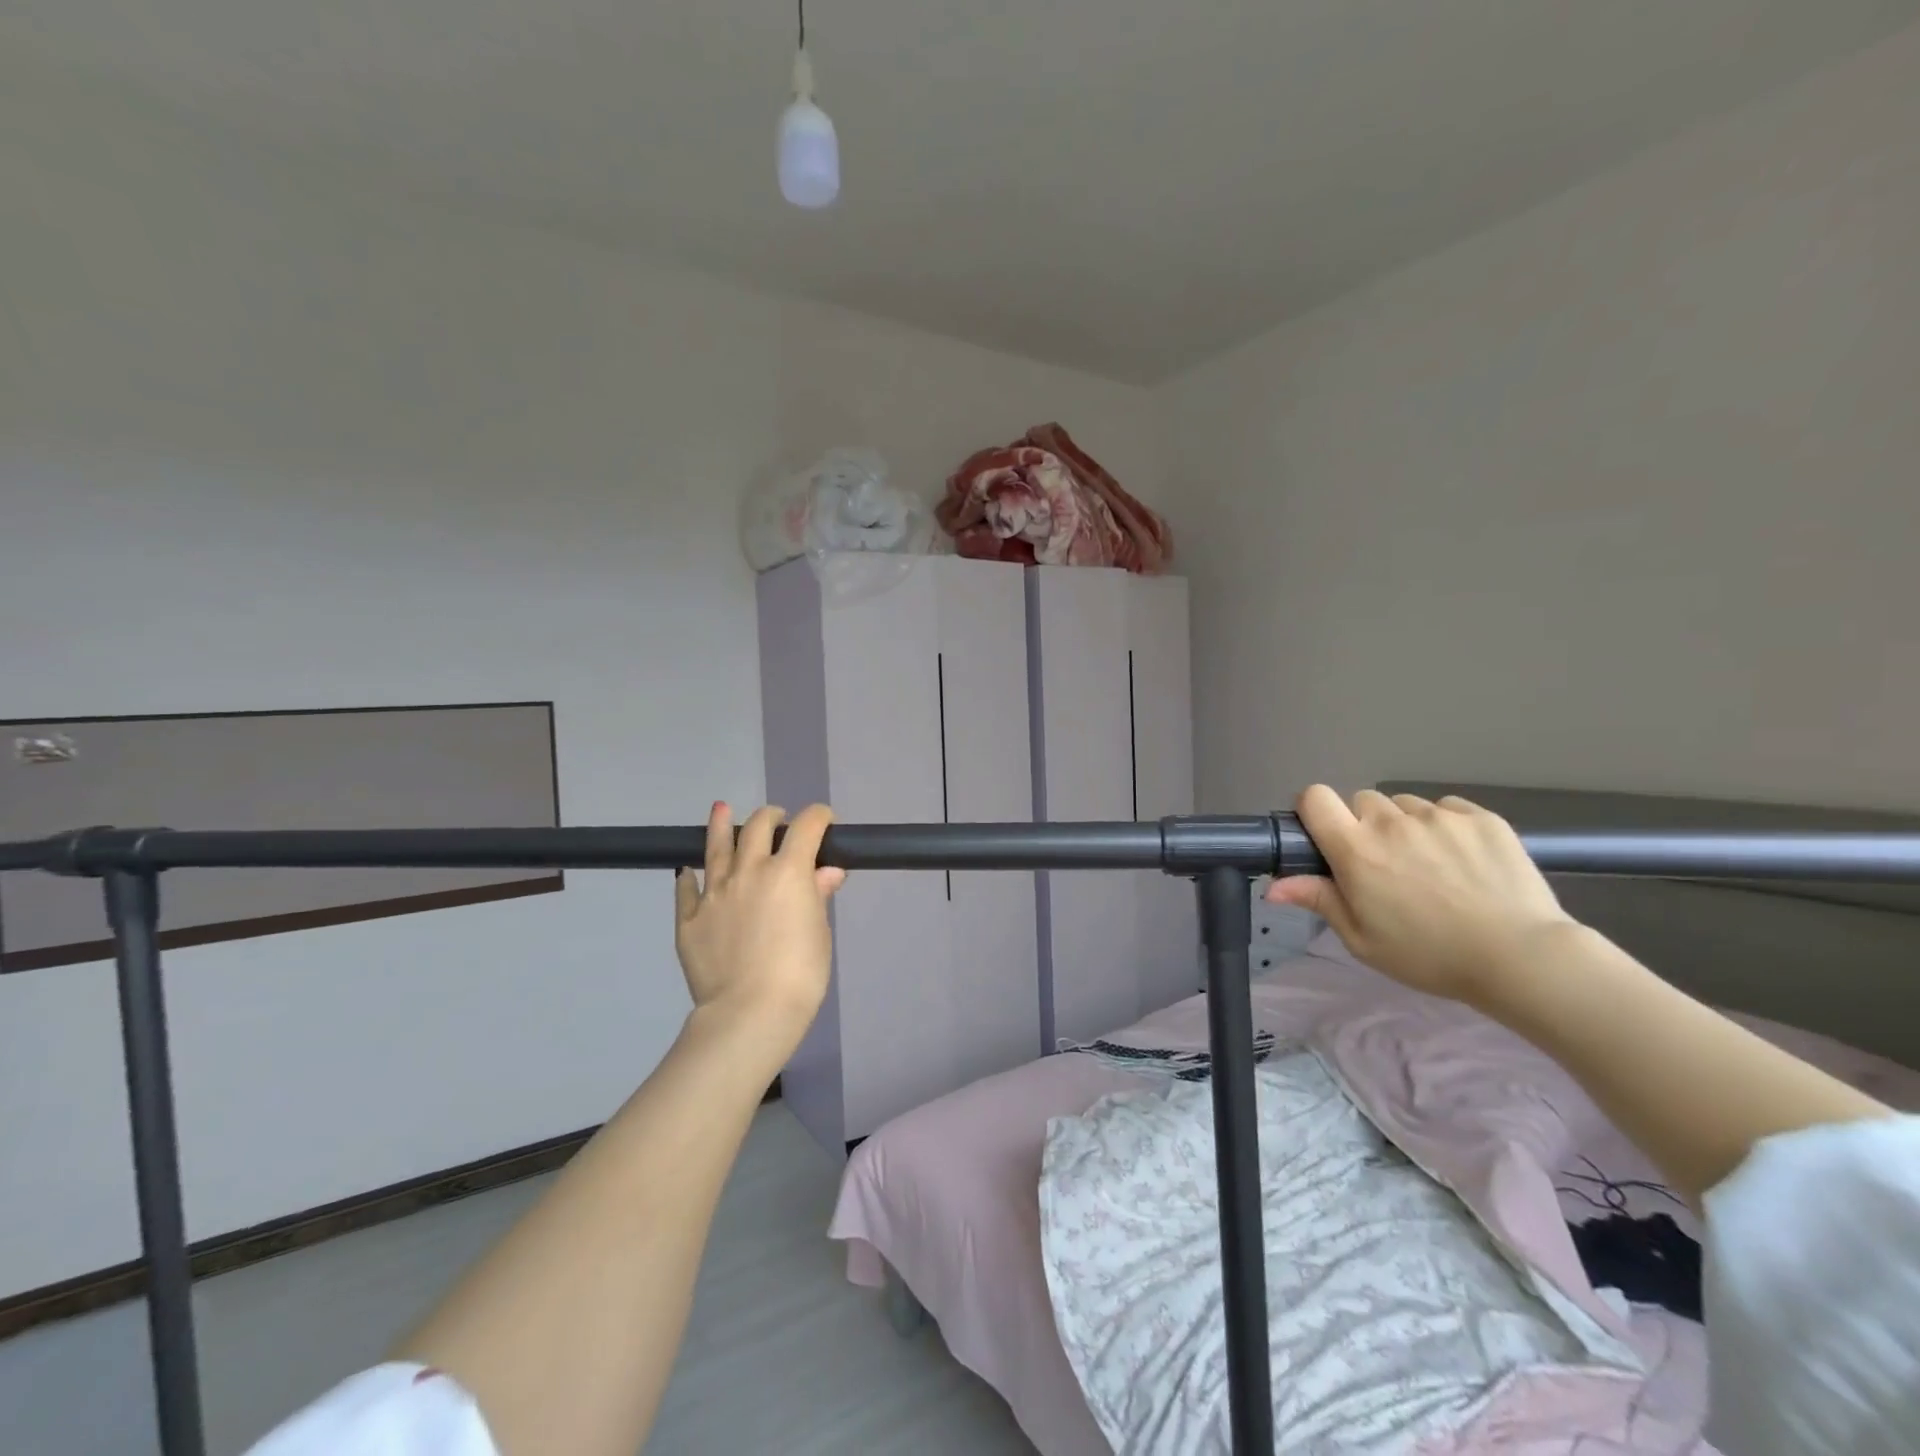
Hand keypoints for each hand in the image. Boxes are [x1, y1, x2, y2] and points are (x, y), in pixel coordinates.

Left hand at [674, 802, 844, 1044]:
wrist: (749, 1012)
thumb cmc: (800, 973)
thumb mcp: (820, 932)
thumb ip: (818, 895)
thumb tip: (826, 872)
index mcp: (788, 870)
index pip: (806, 826)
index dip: (819, 817)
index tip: (825, 821)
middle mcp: (749, 870)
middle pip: (758, 826)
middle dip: (772, 817)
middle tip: (778, 821)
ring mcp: (714, 892)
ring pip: (716, 846)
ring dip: (721, 825)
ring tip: (720, 809)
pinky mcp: (688, 918)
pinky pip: (686, 888)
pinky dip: (690, 876)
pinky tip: (689, 871)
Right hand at [1266, 786, 1575, 1004]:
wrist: (1522, 957)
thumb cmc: (1429, 955)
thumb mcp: (1362, 939)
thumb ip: (1319, 900)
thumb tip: (1273, 886)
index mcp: (1356, 849)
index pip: (1314, 797)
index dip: (1313, 810)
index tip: (1324, 834)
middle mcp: (1392, 822)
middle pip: (1362, 801)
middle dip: (1364, 825)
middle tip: (1383, 863)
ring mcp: (1439, 816)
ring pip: (1406, 805)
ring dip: (1406, 826)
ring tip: (1430, 864)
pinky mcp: (1482, 817)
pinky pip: (1448, 809)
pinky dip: (1446, 826)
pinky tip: (1463, 860)